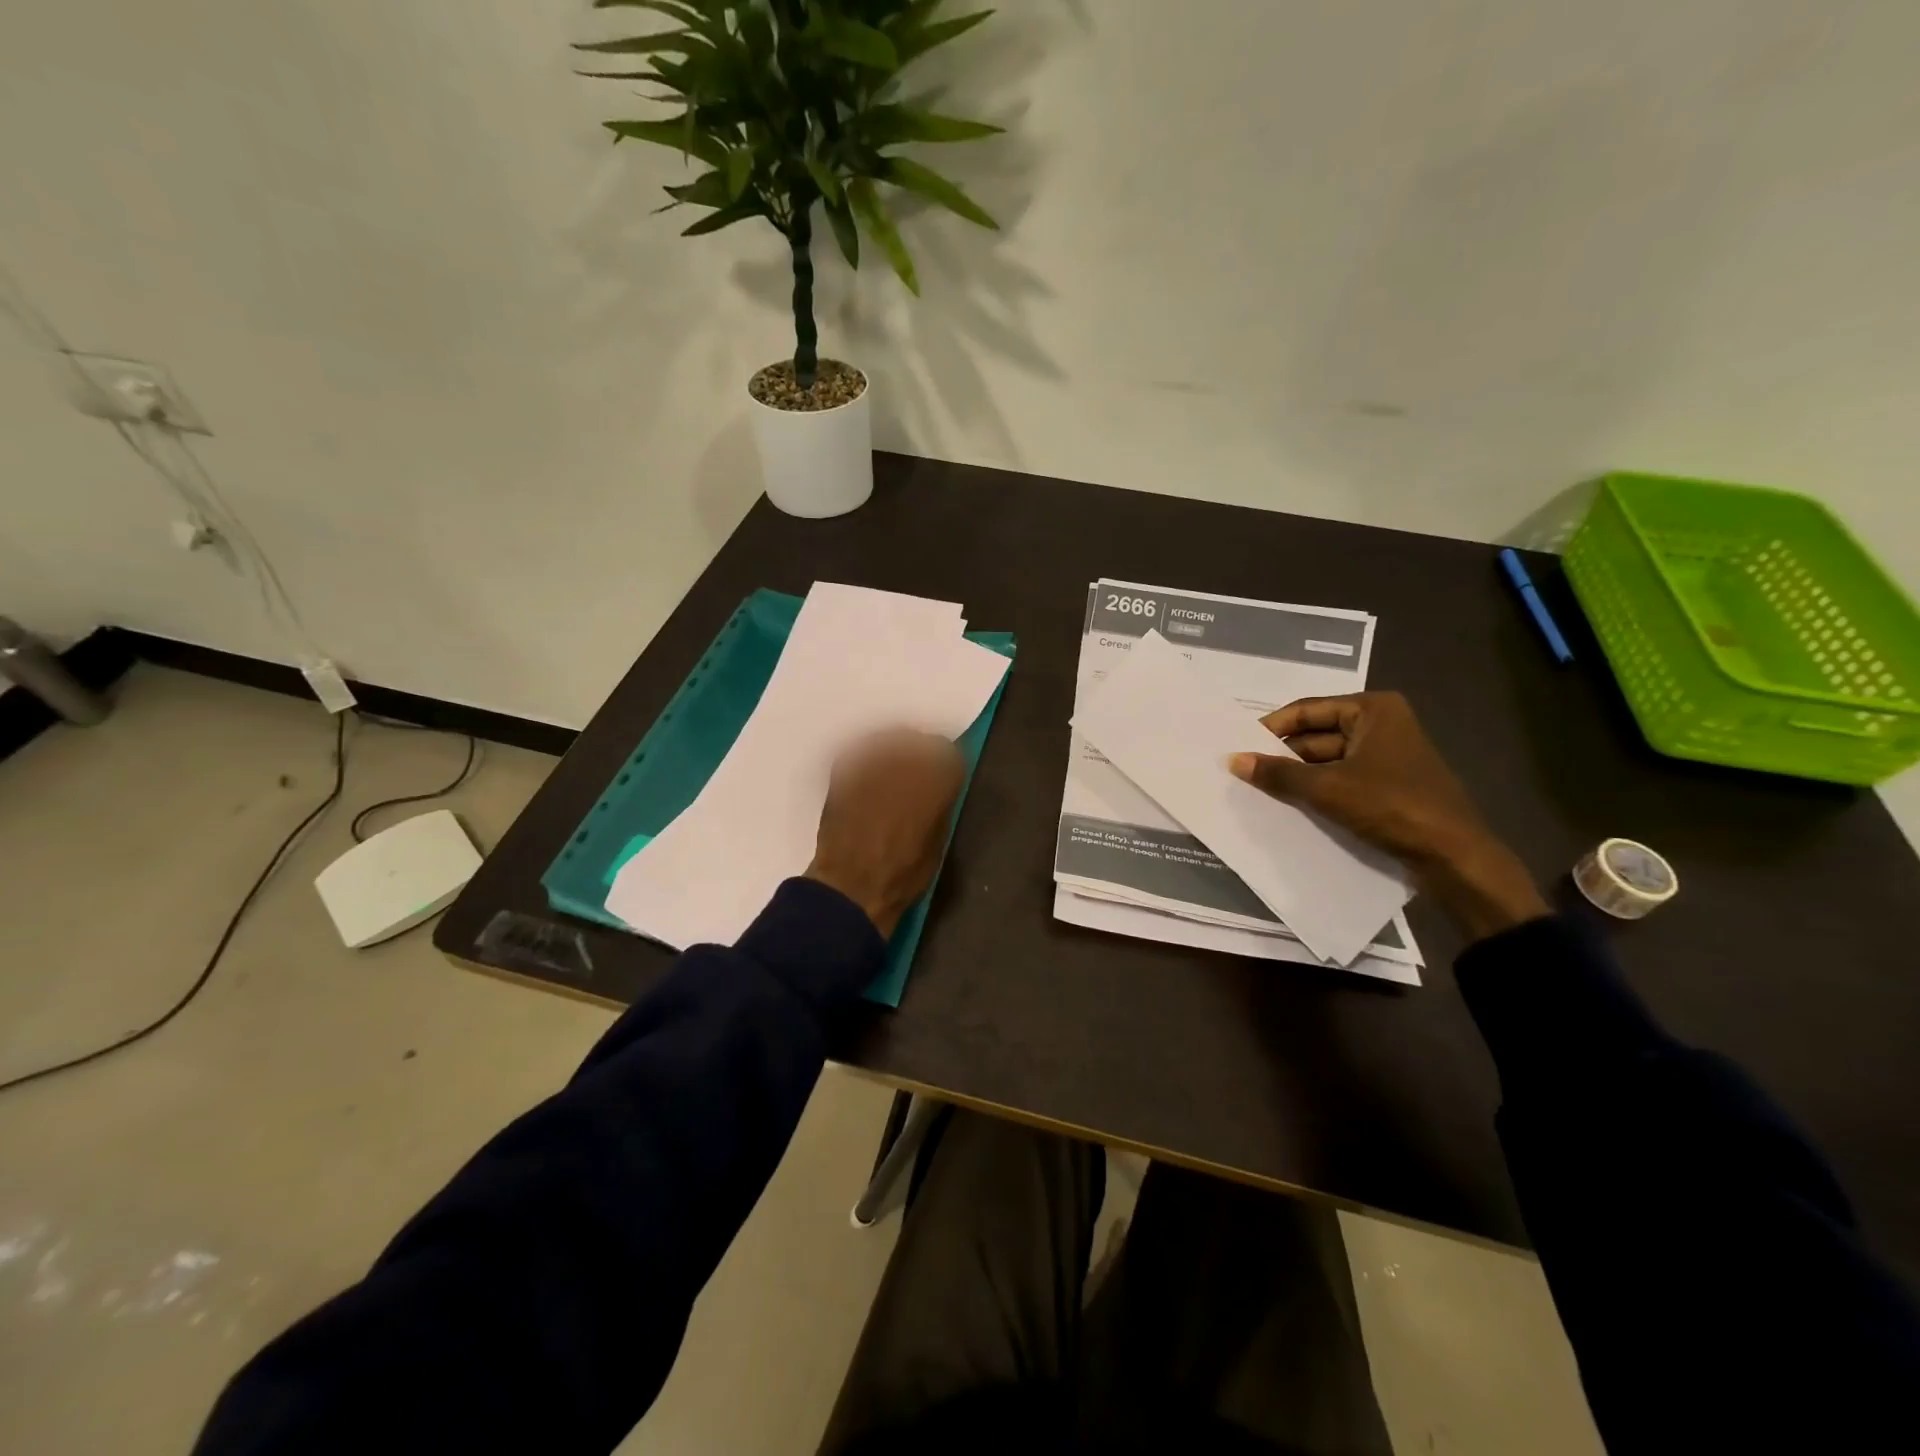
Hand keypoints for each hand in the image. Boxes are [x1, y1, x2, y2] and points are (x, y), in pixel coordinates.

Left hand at [806, 730, 964, 938]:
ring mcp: (871, 762)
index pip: (947, 751)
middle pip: (915, 738)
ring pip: (885, 738)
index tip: (940, 774)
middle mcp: (905, 761)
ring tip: (887, 767)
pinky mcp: (843, 771)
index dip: (944, 762)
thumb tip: (937, 788)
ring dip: (890, 747)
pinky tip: (865, 772)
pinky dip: (864, 755)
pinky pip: (857, 749)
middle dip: (917, 750)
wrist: (852, 885)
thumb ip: (940, 803)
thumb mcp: (939, 840)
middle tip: (913, 768)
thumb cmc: (904, 872)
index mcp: (936, 779)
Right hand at [1227, 692, 1547, 940]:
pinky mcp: (1389, 784)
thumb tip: (1233, 760)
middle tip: (1243, 771)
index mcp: (1372, 710)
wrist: (1453, 855)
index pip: (1306, 710)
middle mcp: (1381, 724)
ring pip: (1326, 760)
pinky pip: (1341, 779)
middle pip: (1315, 735)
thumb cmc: (1391, 806)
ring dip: (1297, 776)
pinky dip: (1317, 790)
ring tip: (1259, 791)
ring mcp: (1386, 755)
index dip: (1270, 728)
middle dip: (1282, 755)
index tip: (1238, 746)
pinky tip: (1290, 805)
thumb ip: (1277, 773)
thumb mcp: (1327, 788)